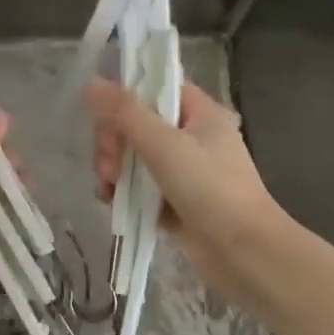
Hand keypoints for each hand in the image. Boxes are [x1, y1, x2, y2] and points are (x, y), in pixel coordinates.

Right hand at [86, 77, 288, 310]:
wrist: (243, 252)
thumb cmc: (209, 188)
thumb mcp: (163, 144)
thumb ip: (124, 112)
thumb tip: (90, 82)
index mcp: (199, 112)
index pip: (154, 87)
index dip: (125, 97)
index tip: (104, 118)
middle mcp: (192, 135)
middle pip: (137, 122)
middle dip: (114, 142)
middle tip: (108, 167)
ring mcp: (183, 170)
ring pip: (134, 155)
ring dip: (114, 168)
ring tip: (108, 190)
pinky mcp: (174, 200)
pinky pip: (139, 185)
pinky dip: (123, 191)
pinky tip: (111, 202)